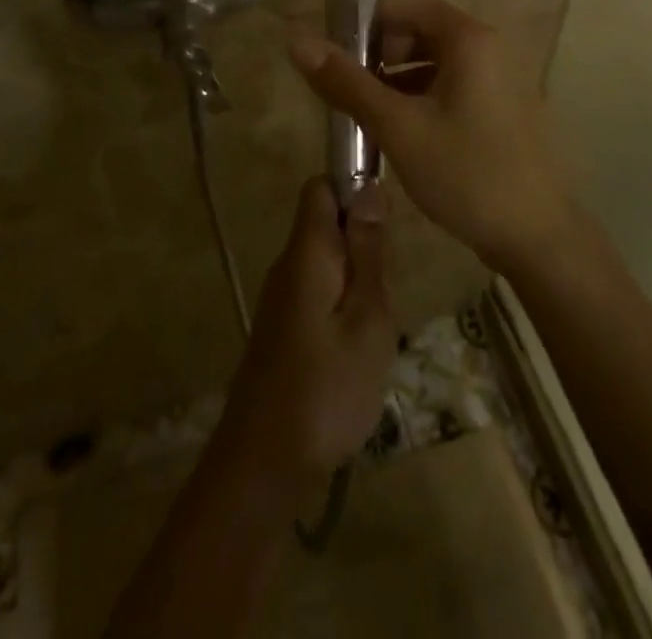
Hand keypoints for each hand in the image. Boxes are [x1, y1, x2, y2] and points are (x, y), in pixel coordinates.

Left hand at [216, 178, 396, 489]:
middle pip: (326, 223)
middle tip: (387, 290)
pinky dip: (343, 306)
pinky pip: (319, 293)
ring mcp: (282, 299)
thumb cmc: (327, 388)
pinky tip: (358, 348)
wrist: (263, 465)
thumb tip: (369, 187)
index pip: (322, 186)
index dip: (354, 186)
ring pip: (327, 262)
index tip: (386, 222)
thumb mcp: (367, 317)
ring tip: (377, 326)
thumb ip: (368, 251)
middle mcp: (288, 265)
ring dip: (357, 280)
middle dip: (363, 242)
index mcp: (307, 251)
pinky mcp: (282, 328)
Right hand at [288, 0, 575, 275]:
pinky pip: (454, 86)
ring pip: (437, 62)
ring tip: (367, 113)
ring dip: (399, 77)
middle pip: (424, 31)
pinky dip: (423, 96)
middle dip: (383, 53)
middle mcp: (490, 49)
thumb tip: (298, 43)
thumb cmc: (465, 172)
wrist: (535, 235)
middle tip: (351, 88)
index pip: (411, 6)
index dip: (371, 22)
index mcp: (470, 40)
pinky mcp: (501, 108)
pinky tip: (401, 131)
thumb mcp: (398, 127)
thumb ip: (348, 84)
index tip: (338, 52)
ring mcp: (500, 80)